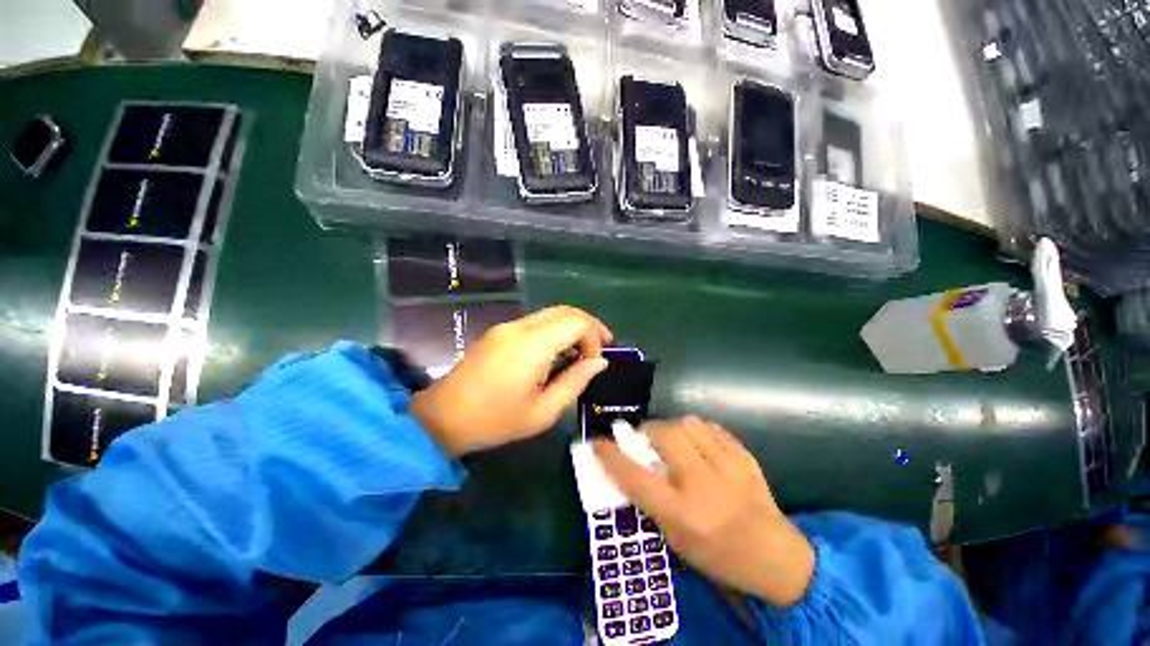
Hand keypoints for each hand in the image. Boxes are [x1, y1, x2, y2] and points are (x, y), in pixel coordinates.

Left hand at [411, 306, 611, 456]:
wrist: (442, 418)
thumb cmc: (496, 421)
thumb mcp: (543, 411)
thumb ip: (575, 382)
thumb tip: (599, 362)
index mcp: (532, 345)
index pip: (576, 322)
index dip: (594, 336)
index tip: (595, 361)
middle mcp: (520, 327)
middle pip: (564, 310)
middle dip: (588, 325)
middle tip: (602, 345)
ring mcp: (506, 327)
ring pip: (550, 313)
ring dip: (571, 326)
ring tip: (583, 349)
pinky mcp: (498, 332)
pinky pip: (535, 322)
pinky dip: (554, 330)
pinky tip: (558, 350)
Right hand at [594, 418, 815, 607]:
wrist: (775, 556)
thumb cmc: (717, 554)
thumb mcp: (675, 538)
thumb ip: (650, 500)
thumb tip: (629, 464)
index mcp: (682, 513)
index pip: (635, 477)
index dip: (611, 456)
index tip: (598, 441)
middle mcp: (703, 485)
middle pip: (665, 434)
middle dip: (648, 430)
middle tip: (645, 439)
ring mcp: (728, 467)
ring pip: (688, 423)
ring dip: (672, 428)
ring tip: (673, 441)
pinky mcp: (744, 455)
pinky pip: (710, 428)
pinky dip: (696, 431)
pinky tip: (698, 445)